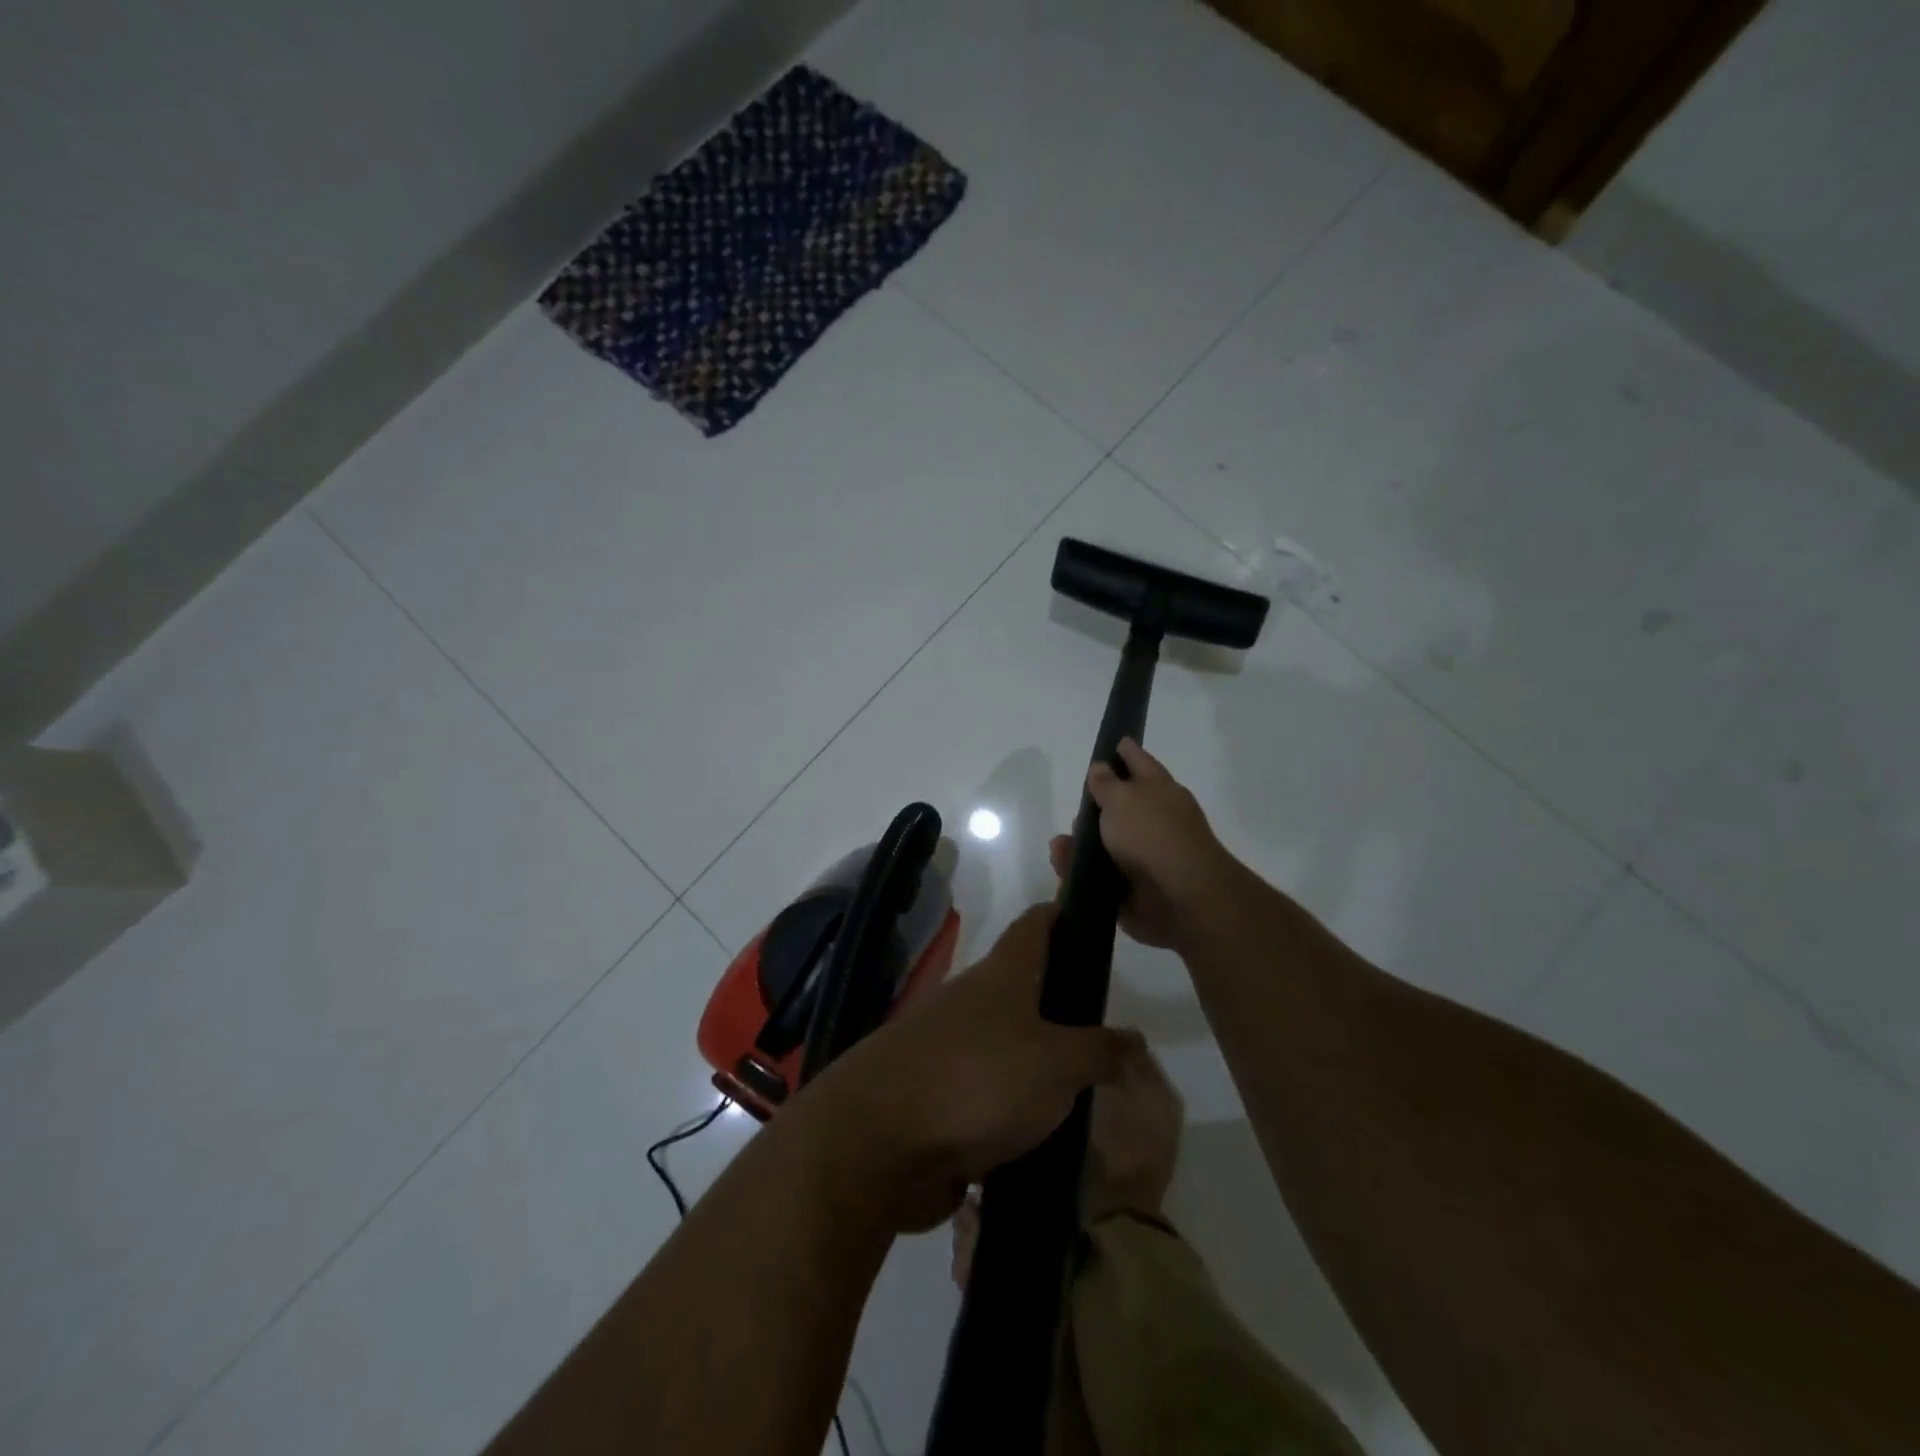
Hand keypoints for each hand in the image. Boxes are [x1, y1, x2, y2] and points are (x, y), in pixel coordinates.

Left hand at [798, 905, 1138, 1231]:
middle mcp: (974, 1002)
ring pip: (1010, 1048)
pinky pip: (990, 1099)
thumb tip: (1134, 1038)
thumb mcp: (1056, 1064)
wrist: (878, 1143)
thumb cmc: (977, 1080)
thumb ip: (1100, 1051)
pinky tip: (1050, 1140)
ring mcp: (951, 1050)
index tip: (1099, 922)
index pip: (1037, 923)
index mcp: (1002, 975)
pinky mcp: (939, 1099)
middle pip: (1026, 988)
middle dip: (1066, 1006)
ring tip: (1092, 1095)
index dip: (1066, 913)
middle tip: (1113, 1036)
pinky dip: (1018, 1113)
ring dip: (1044, 1068)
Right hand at [1049, 738, 1234, 949]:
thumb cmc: (1152, 835)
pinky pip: (1097, 876)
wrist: (1179, 899)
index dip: (1126, 752)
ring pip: (1104, 844)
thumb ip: (1105, 783)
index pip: (1140, 762)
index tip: (1113, 742)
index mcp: (1159, 790)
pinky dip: (1078, 871)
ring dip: (1080, 843)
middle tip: (1075, 806)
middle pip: (1120, 807)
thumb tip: (1100, 768)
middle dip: (1095, 807)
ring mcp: (1144, 857)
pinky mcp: (1131, 889)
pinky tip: (1062, 864)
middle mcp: (1154, 821)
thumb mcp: (1122, 798)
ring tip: (1060, 845)